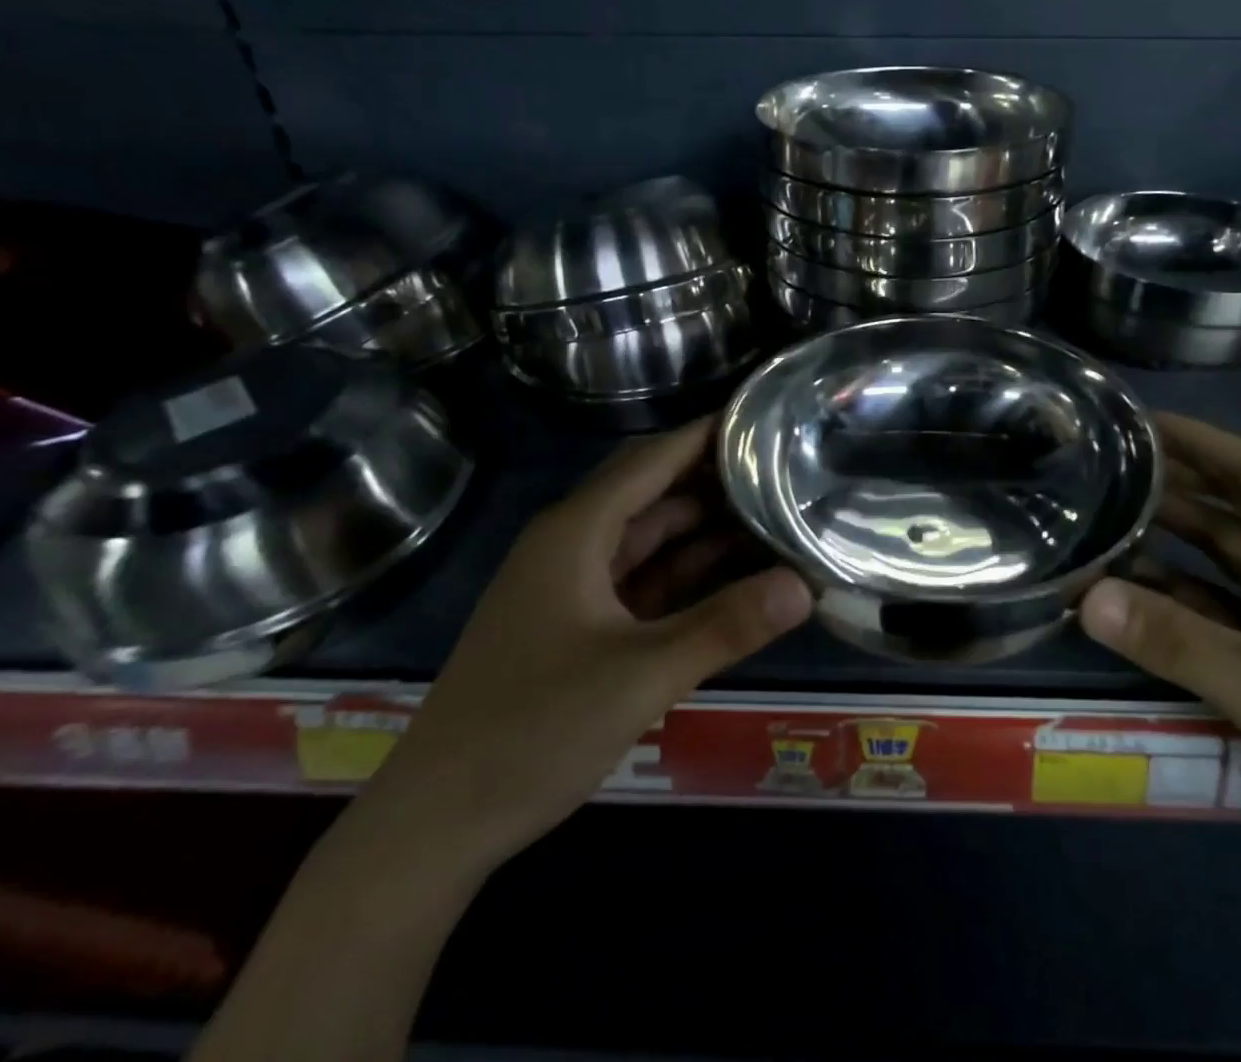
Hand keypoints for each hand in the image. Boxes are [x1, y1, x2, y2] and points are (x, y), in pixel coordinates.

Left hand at [358, 417, 811, 872]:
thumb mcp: (640, 676)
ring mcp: (573, 584)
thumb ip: (725, 626)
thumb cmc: (531, 731)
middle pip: (654, 490)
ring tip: (773, 513)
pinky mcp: (577, 622)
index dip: (707, 434)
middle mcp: (572, 543)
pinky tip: (733, 572)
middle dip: (715, 478)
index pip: (653, 458)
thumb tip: (805, 585)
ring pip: (650, 535)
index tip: (765, 417)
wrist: (435, 823)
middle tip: (785, 468)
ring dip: (705, 527)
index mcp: (576, 531)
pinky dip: (686, 571)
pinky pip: (642, 577)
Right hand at [1080, 414, 1240, 921]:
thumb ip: (1173, 638)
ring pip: (1225, 561)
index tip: (1135, 421)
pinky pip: (1224, 611)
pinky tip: (1133, 597)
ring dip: (1170, 544)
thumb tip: (1085, 595)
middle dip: (1173, 486)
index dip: (1197, 439)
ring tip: (1102, 524)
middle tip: (1100, 470)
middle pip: (1234, 510)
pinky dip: (1181, 599)